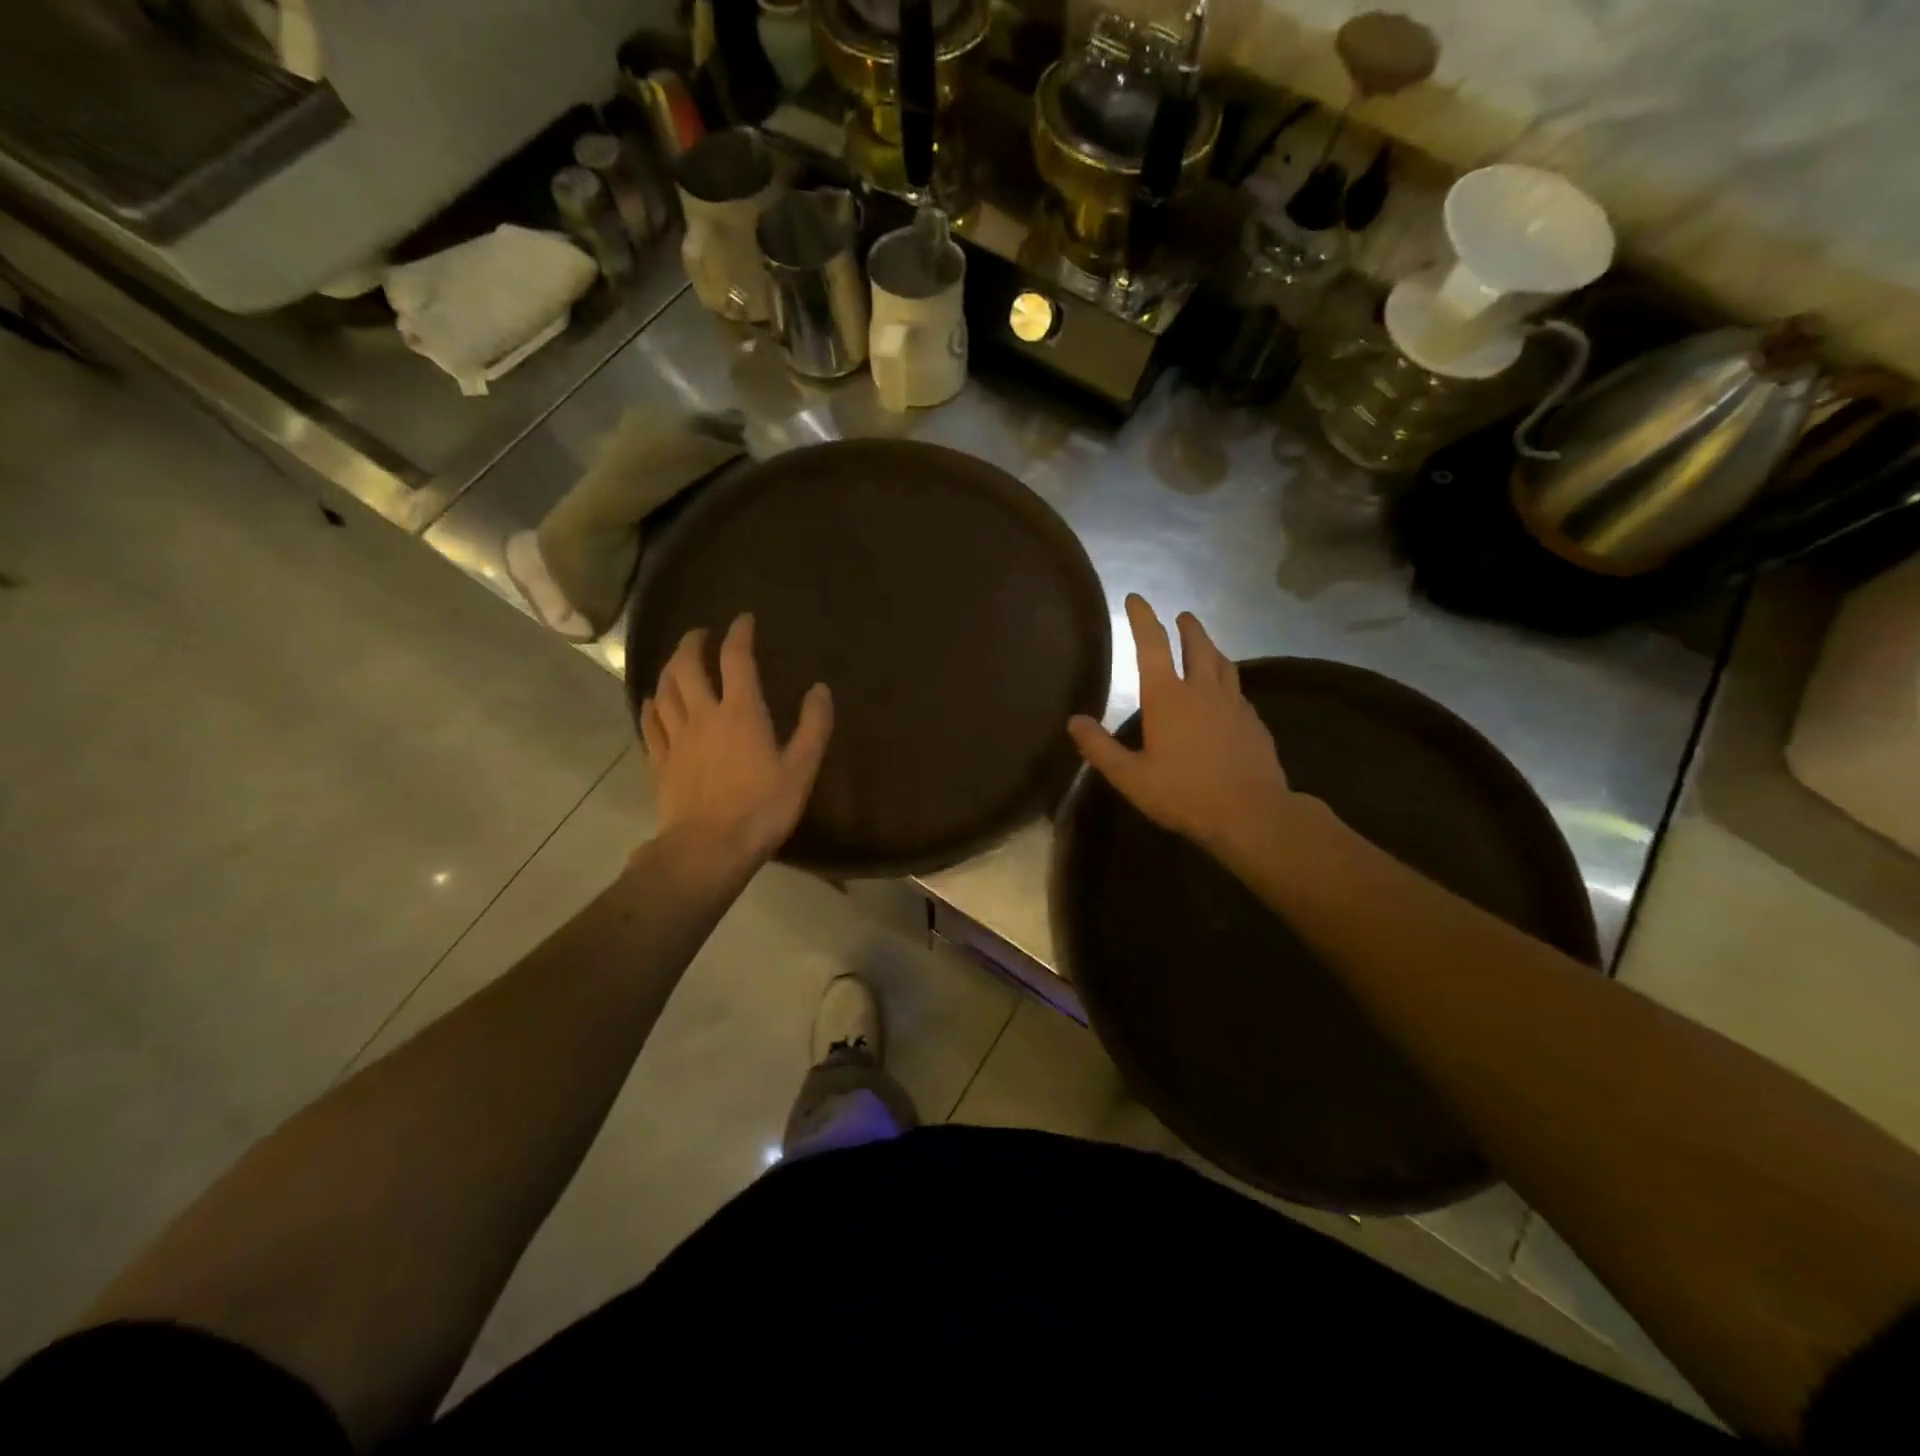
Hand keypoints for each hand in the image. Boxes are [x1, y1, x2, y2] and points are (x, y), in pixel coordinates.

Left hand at [639, 614, 832, 879]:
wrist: (708, 848)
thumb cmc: (761, 808)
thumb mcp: (801, 769)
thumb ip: (814, 726)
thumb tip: (820, 689)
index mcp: (741, 713)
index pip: (736, 660)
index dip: (739, 634)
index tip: (743, 620)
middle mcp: (703, 715)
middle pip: (687, 667)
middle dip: (693, 643)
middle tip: (701, 633)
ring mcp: (675, 738)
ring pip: (664, 690)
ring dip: (670, 668)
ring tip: (677, 662)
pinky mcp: (659, 761)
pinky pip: (650, 723)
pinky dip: (651, 705)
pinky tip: (653, 702)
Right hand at [1068, 595, 1295, 862]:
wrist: (1251, 813)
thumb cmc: (1184, 793)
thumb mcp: (1131, 777)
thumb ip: (1100, 748)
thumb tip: (1073, 721)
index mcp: (1168, 697)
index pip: (1152, 645)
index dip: (1142, 618)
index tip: (1136, 598)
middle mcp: (1202, 690)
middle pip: (1196, 646)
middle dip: (1187, 627)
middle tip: (1182, 616)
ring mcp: (1234, 704)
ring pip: (1223, 664)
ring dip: (1211, 648)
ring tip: (1206, 645)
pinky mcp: (1254, 722)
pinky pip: (1238, 691)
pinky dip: (1227, 681)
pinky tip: (1227, 695)